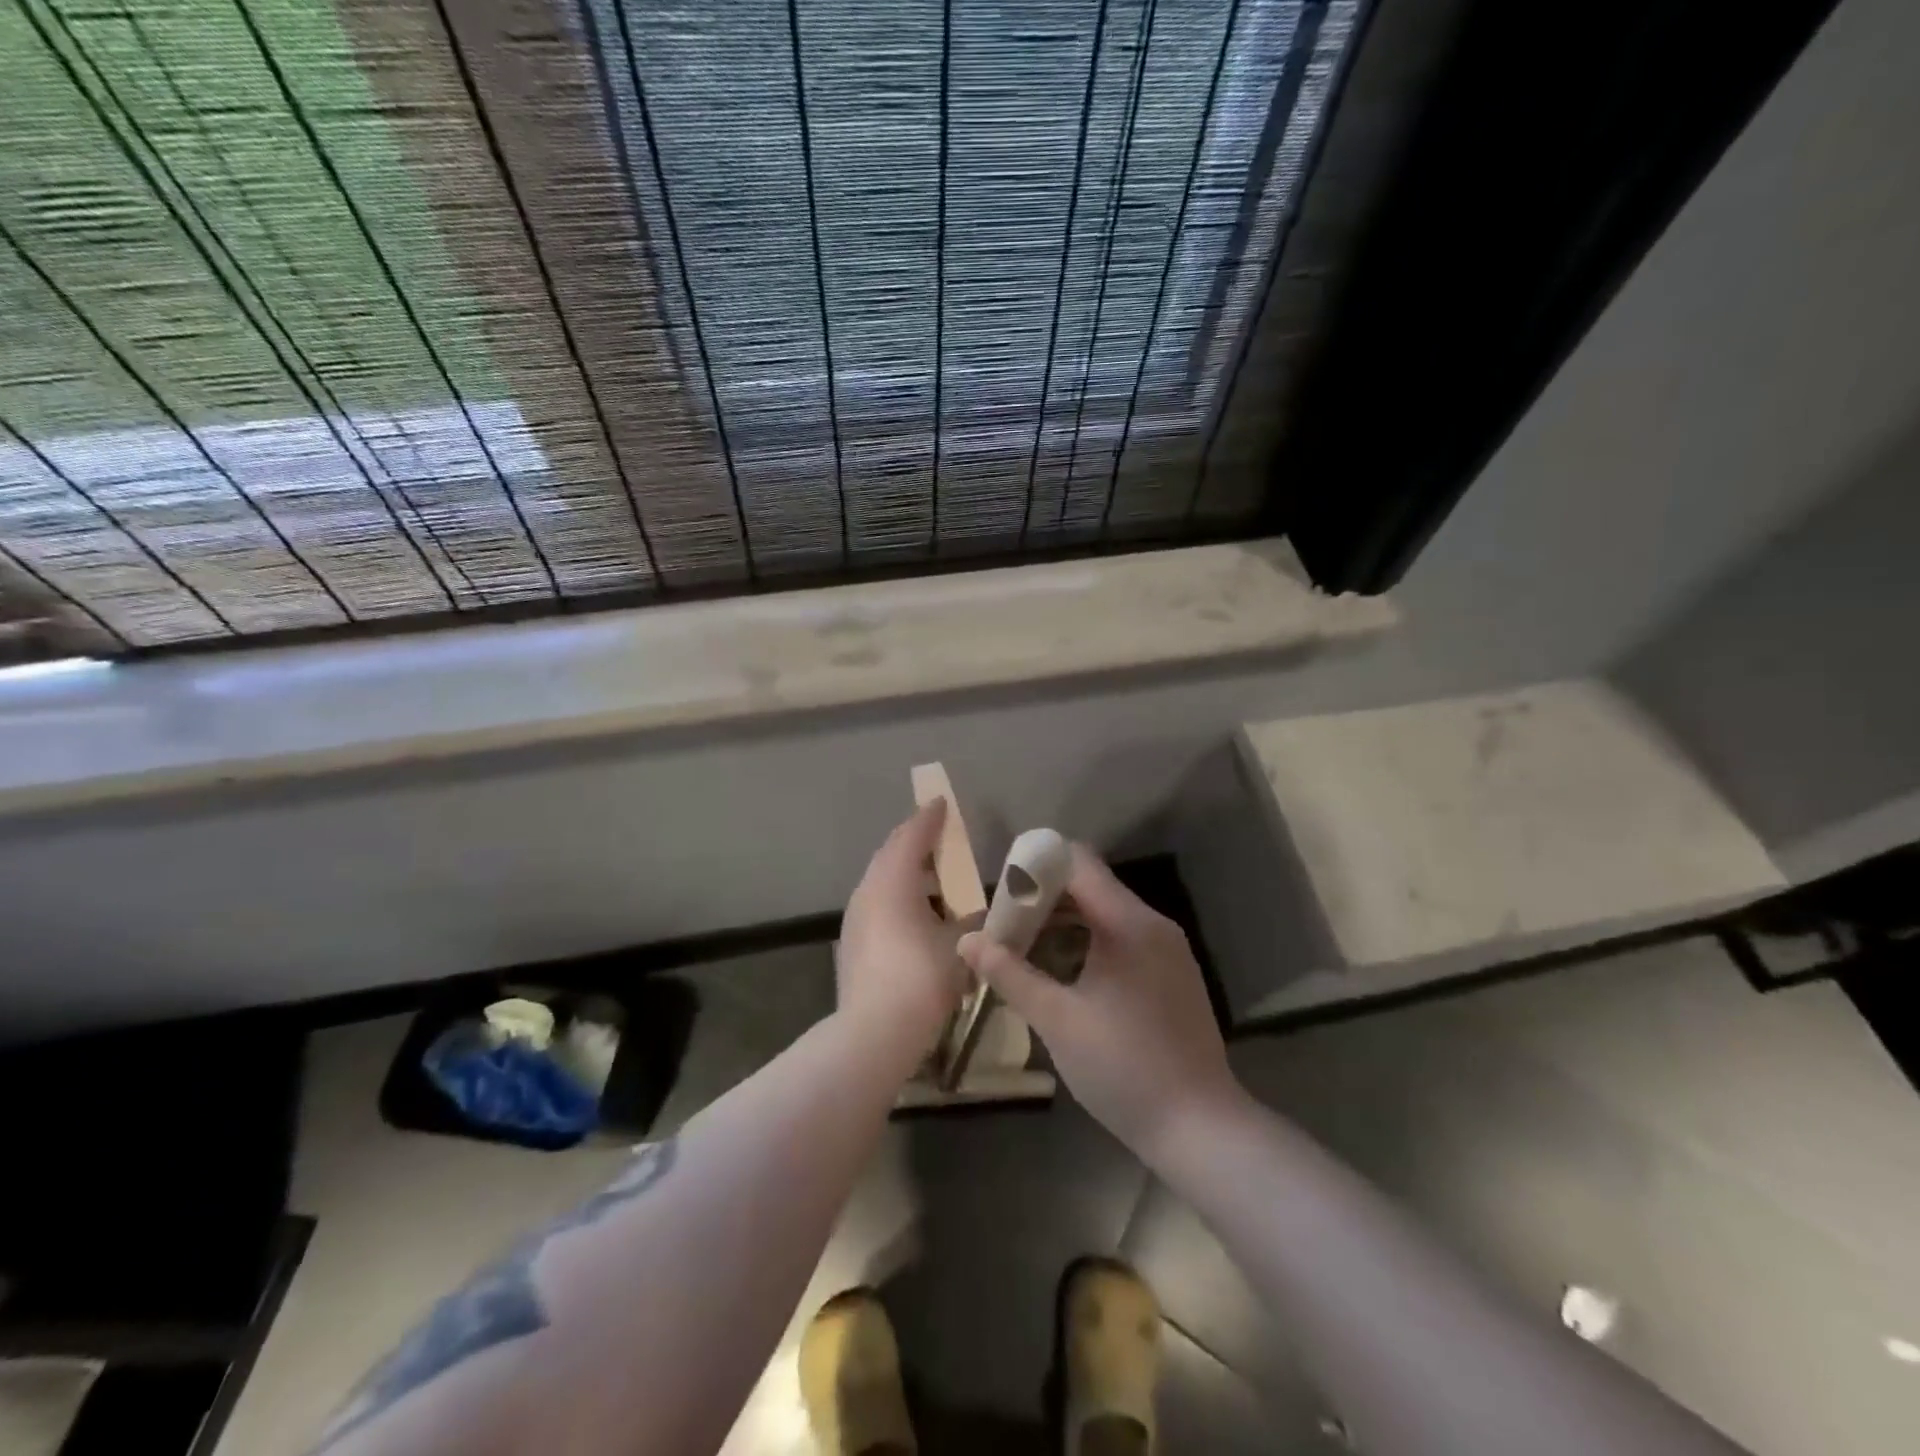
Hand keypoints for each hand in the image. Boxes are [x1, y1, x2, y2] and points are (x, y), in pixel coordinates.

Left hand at [837, 801, 968, 1044]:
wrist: (873, 1034)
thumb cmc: (921, 979)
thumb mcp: (960, 945)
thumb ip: (972, 920)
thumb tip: (979, 912)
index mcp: (893, 881)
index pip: (911, 836)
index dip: (929, 818)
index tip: (942, 803)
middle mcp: (868, 891)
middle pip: (892, 853)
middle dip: (916, 841)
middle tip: (941, 834)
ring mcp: (856, 917)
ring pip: (882, 880)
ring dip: (908, 872)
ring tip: (938, 878)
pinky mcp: (853, 942)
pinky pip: (878, 903)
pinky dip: (899, 896)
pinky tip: (919, 915)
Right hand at [958, 846, 1241, 1160]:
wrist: (1199, 1127)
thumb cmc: (1122, 1068)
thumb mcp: (1057, 1020)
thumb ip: (1010, 974)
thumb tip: (967, 941)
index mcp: (1128, 924)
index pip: (1079, 863)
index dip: (1037, 865)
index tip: (1004, 889)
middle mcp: (1153, 924)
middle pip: (1092, 886)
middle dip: (1045, 898)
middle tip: (1006, 924)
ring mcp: (1168, 950)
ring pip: (1107, 914)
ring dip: (1066, 921)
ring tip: (1026, 948)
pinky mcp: (1173, 974)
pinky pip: (1125, 938)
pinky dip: (1091, 941)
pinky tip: (1065, 973)